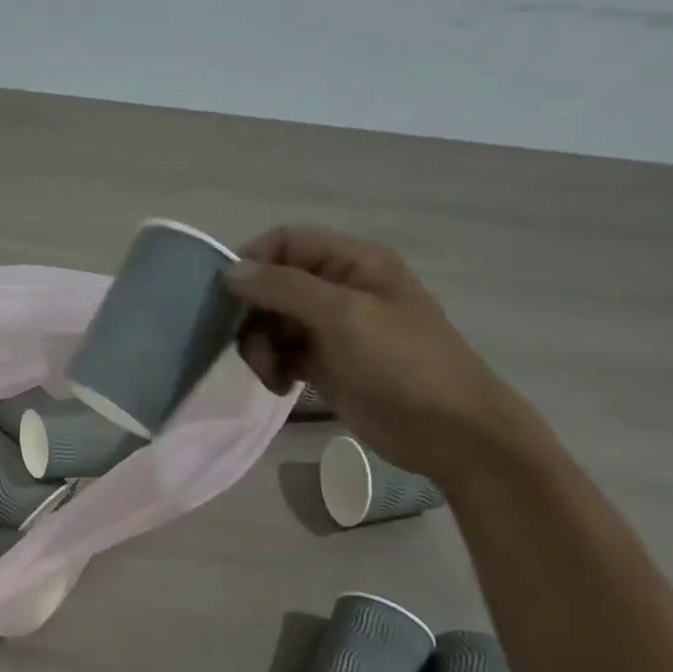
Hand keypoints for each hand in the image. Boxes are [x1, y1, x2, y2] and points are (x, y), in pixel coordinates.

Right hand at [226, 226, 537, 481]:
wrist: (445, 429)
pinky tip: (283, 388)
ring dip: (261, 348)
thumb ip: (285, 288)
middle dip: (254, 315)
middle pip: (273, 285)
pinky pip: (282, 354)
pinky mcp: (325, 364)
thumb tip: (229, 271)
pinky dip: (274, 368)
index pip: (285, 242)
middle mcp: (338, 288)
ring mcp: (331, 328)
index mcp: (351, 262)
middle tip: (253, 349)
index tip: (227, 299)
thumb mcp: (344, 316)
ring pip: (272, 323)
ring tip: (274, 376)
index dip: (252, 263)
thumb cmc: (401, 362)